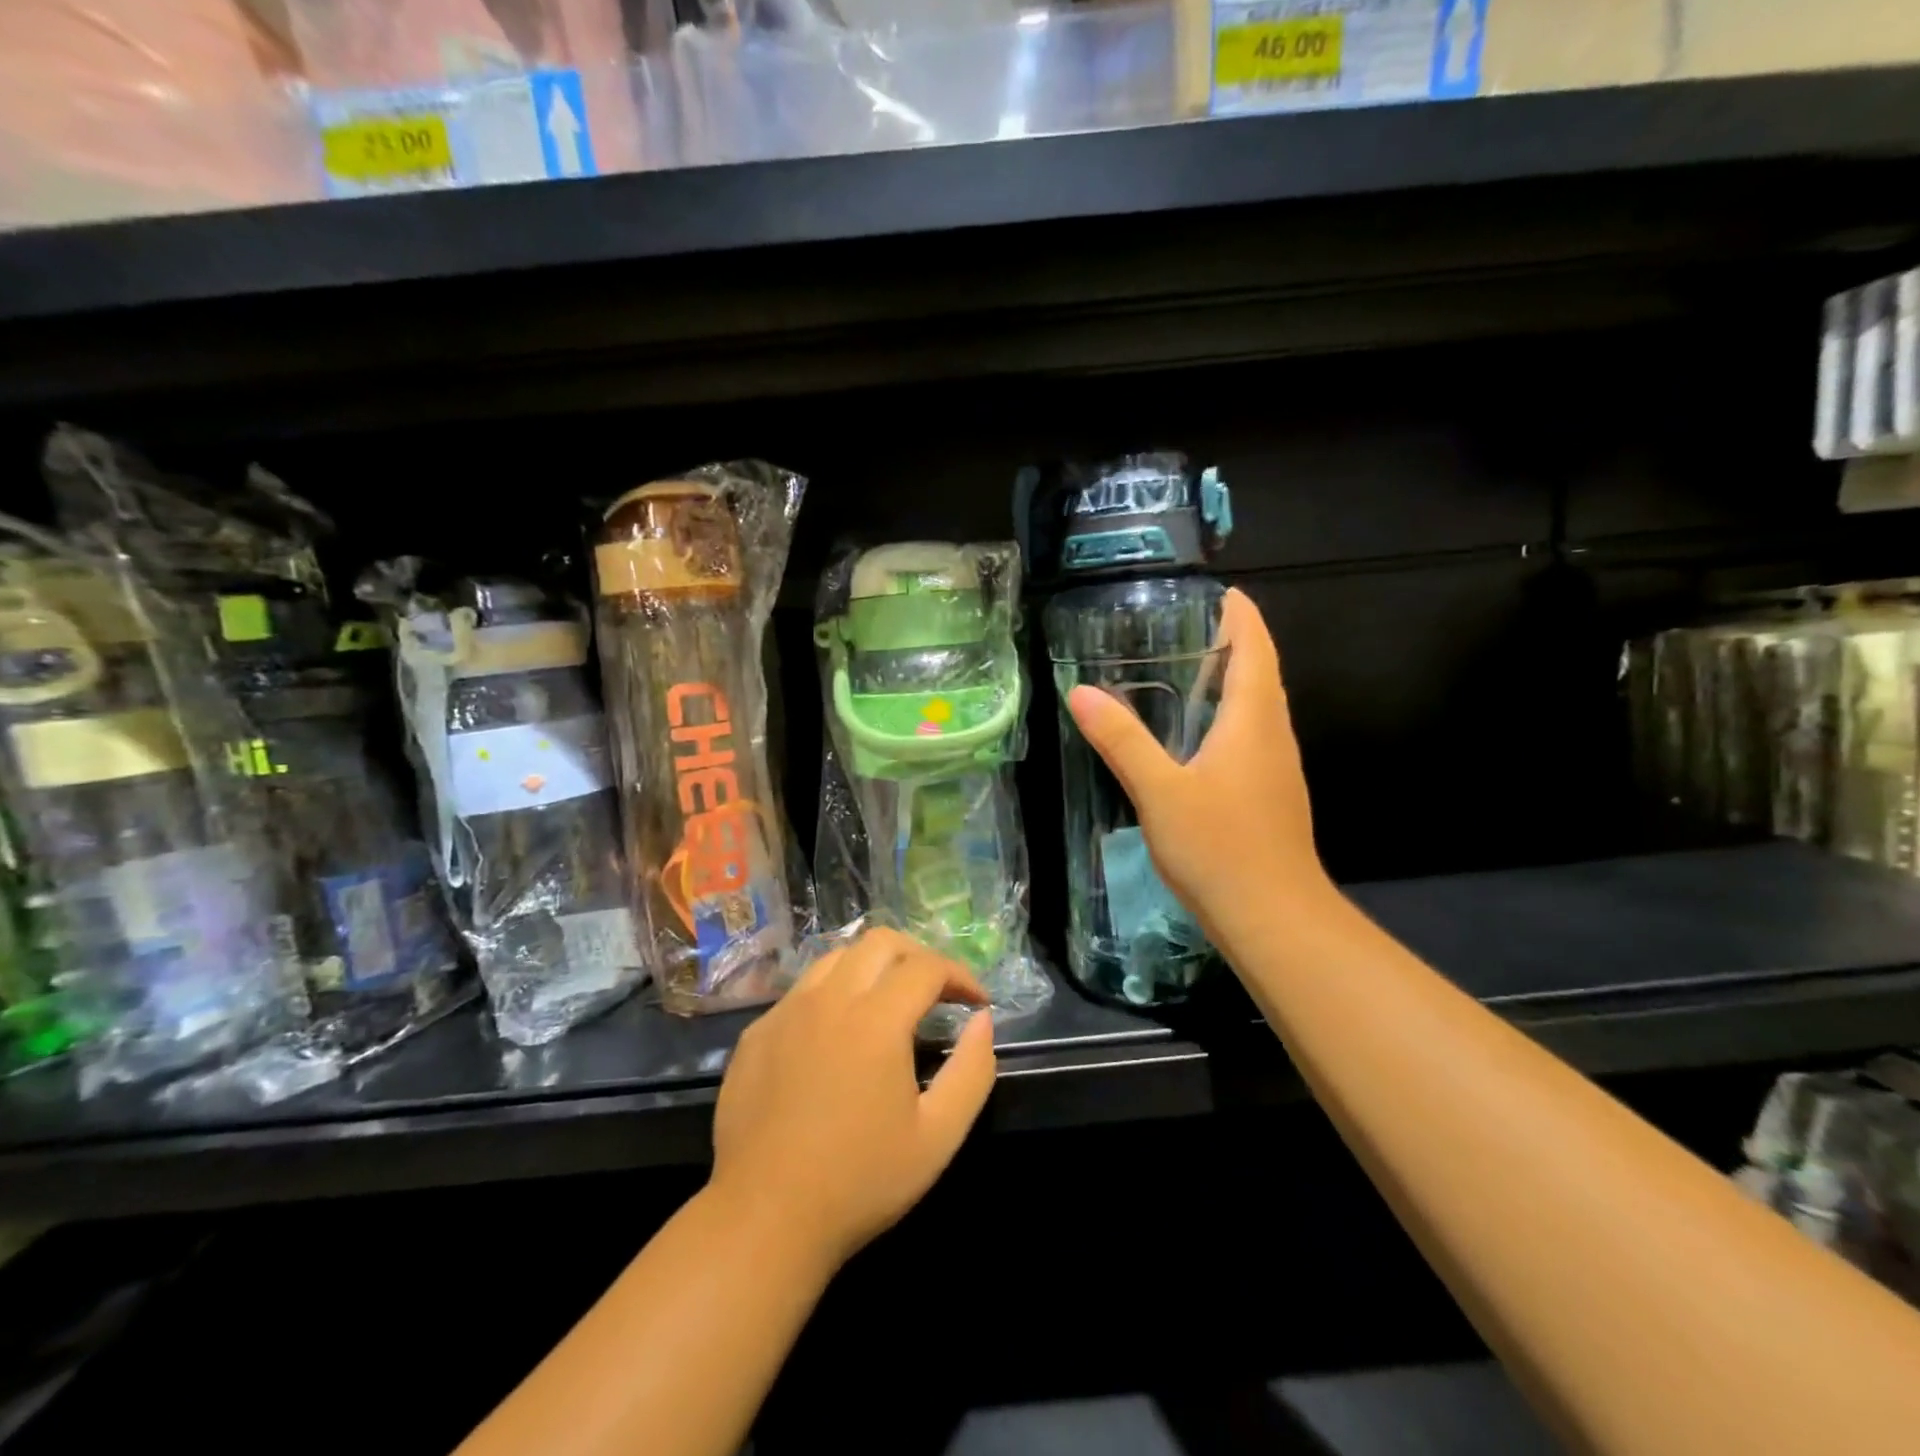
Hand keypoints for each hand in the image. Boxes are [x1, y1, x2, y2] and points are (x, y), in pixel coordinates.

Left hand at [709, 928, 995, 1269]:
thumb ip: (972, 1071)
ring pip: (837, 957)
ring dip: (873, 967)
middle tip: (937, 991)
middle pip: (881, 942)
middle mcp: (829, 998)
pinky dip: (833, 993)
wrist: (763, 1218)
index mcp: (877, 1019)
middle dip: (919, 956)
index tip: (977, 1003)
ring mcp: (787, 1011)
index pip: (927, 966)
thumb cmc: (860, 1181)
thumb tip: (983, 1022)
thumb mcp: (938, 1136)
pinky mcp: (758, 1032)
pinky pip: (803, 990)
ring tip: (889, 1002)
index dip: (960, 975)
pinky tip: (838, 1034)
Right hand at [1066, 588, 1331, 946]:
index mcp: (1253, 720)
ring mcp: (1276, 769)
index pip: (1256, 648)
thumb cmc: (1220, 847)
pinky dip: (1228, 718)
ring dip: (1231, 681)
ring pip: (1258, 708)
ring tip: (1186, 671)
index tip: (1220, 591)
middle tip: (1185, 626)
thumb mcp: (1160, 791)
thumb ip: (1121, 741)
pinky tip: (1196, 738)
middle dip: (1233, 642)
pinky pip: (1252, 738)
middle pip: (1261, 673)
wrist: (1274, 919)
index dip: (1242, 615)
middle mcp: (1273, 736)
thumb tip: (1081, 692)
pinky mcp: (1270, 796)